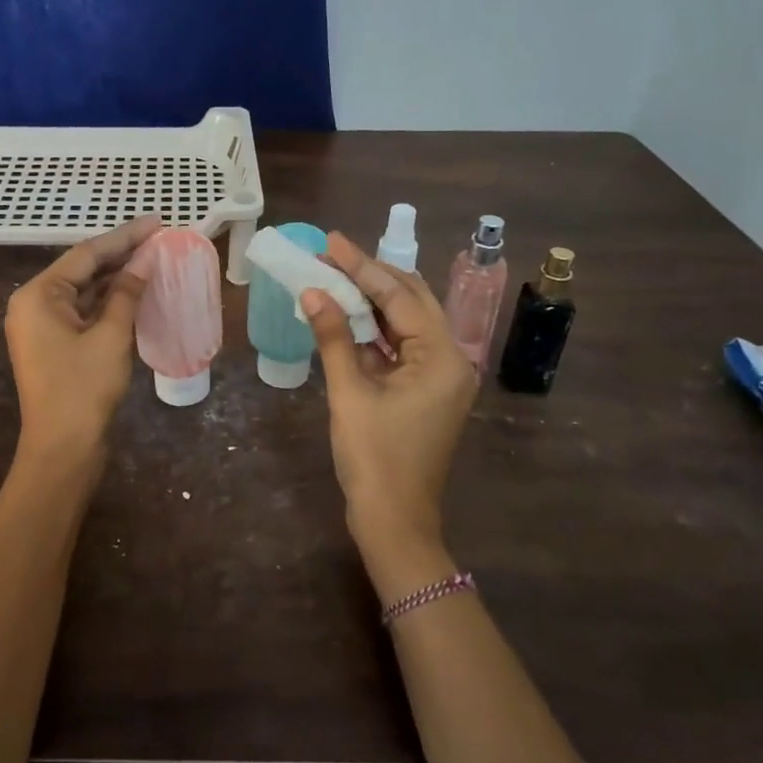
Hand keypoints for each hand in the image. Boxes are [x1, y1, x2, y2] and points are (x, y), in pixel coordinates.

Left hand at [5, 215, 158, 463]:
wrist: (62, 450)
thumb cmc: (83, 389)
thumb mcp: (110, 336)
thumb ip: (127, 293)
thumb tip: (146, 259)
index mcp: (38, 295)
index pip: (87, 254)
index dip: (125, 237)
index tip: (157, 222)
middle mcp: (34, 304)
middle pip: (83, 269)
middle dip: (121, 255)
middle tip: (160, 238)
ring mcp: (43, 326)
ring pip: (85, 291)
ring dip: (117, 278)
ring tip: (154, 259)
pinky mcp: (55, 345)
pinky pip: (84, 312)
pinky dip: (109, 302)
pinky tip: (137, 292)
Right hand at [302, 232, 476, 599]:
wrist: (393, 521)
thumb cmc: (373, 458)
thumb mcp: (350, 393)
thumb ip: (334, 337)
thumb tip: (312, 291)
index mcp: (443, 358)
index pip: (400, 296)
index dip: (362, 266)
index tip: (331, 240)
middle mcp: (451, 360)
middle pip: (410, 301)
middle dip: (370, 276)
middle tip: (331, 253)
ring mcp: (440, 377)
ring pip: (405, 323)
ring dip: (370, 302)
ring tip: (333, 276)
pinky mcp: (425, 391)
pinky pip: (400, 347)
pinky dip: (373, 331)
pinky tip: (344, 315)